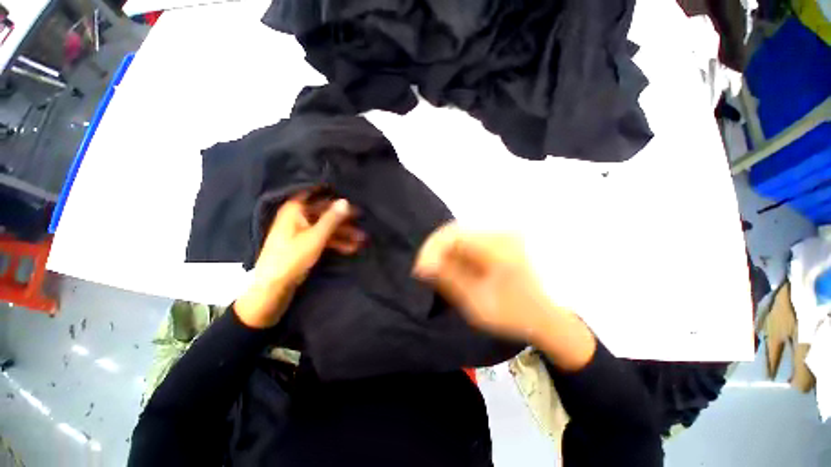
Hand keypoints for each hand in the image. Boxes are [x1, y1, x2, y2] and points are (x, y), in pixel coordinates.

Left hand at [236, 191, 364, 327]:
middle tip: (363, 225)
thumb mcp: (316, 236)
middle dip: (345, 222)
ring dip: (344, 234)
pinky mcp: (305, 244)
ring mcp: (302, 231)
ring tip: (362, 240)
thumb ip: (332, 218)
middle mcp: (299, 217)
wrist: (273, 286)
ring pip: (327, 228)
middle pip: (326, 215)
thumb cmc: (292, 257)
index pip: (319, 197)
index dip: (336, 199)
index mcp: (296, 210)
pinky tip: (352, 248)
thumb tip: (346, 201)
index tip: (353, 201)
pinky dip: (337, 243)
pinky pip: (324, 239)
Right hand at [413, 222, 595, 369]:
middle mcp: (498, 233)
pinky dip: (456, 254)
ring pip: (460, 236)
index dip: (430, 250)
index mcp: (496, 246)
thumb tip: (423, 266)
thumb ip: (448, 280)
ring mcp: (499, 235)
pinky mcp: (499, 241)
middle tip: (424, 272)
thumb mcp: (477, 302)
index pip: (451, 235)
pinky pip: (469, 242)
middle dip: (435, 251)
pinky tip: (452, 268)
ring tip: (436, 272)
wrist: (548, 317)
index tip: (419, 269)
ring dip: (444, 253)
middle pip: (454, 232)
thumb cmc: (515, 313)